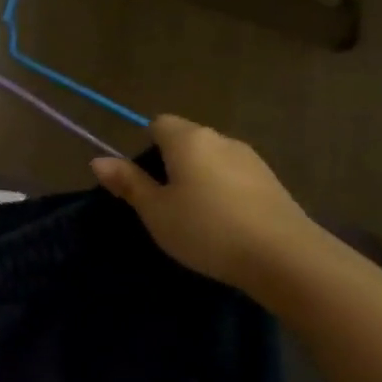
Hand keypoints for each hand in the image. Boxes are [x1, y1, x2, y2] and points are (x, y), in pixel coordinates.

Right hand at [92, 115, 320, 292]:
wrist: (283, 257)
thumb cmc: (206, 229)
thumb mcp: (155, 211)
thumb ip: (129, 183)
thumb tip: (98, 160)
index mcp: (189, 140)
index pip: (158, 123)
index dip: (144, 146)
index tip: (141, 181)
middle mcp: (221, 139)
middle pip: (186, 141)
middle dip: (169, 164)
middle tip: (160, 204)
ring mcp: (251, 159)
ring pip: (211, 160)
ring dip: (197, 180)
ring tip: (192, 218)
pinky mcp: (271, 182)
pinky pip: (233, 177)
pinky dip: (221, 192)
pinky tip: (222, 224)